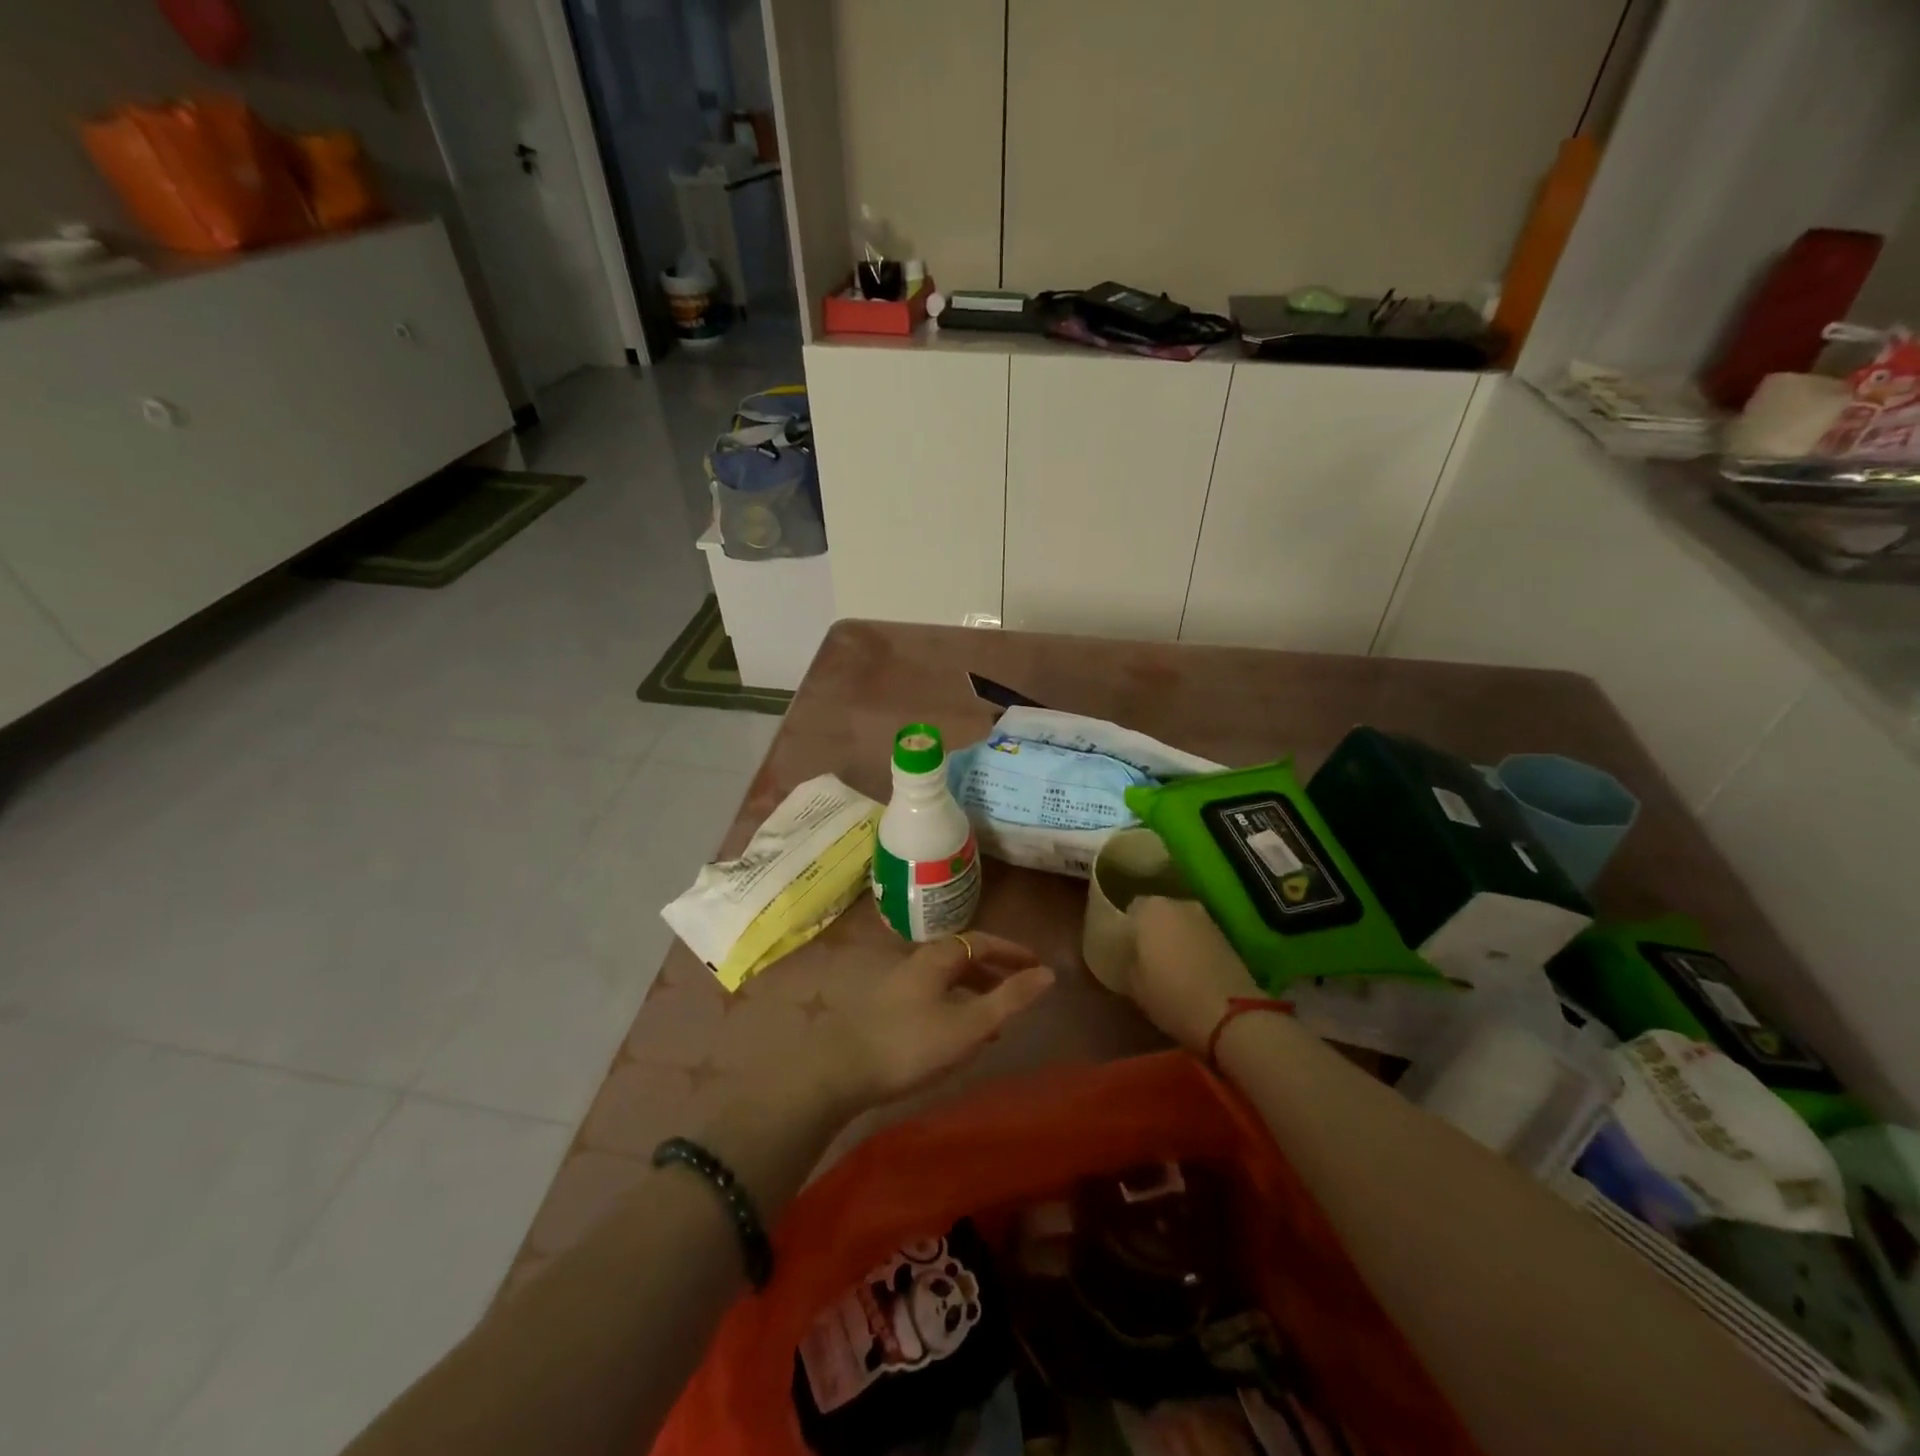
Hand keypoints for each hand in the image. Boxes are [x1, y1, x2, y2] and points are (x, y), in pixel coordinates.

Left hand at [824, 933, 1055, 1111]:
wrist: (840, 1070)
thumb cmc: (911, 1043)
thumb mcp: (969, 1024)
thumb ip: (1009, 999)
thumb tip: (1048, 974)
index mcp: (937, 958)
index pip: (982, 942)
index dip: (1012, 951)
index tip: (1036, 964)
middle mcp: (916, 962)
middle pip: (961, 959)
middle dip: (993, 972)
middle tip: (1018, 992)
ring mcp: (897, 985)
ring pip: (944, 981)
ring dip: (972, 993)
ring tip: (993, 1022)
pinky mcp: (884, 1009)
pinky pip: (930, 998)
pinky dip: (952, 1007)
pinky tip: (954, 1037)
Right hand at [1126, 897, 1258, 1053]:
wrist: (1229, 1014)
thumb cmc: (1170, 994)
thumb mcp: (1132, 984)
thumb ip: (1128, 962)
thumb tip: (1131, 958)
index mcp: (1150, 908)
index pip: (1130, 910)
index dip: (1126, 930)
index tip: (1124, 950)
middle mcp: (1178, 904)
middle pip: (1158, 914)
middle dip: (1152, 931)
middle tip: (1145, 958)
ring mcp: (1206, 919)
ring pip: (1181, 924)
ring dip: (1175, 939)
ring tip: (1169, 967)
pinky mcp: (1227, 937)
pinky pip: (1199, 938)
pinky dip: (1194, 949)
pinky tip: (1192, 972)